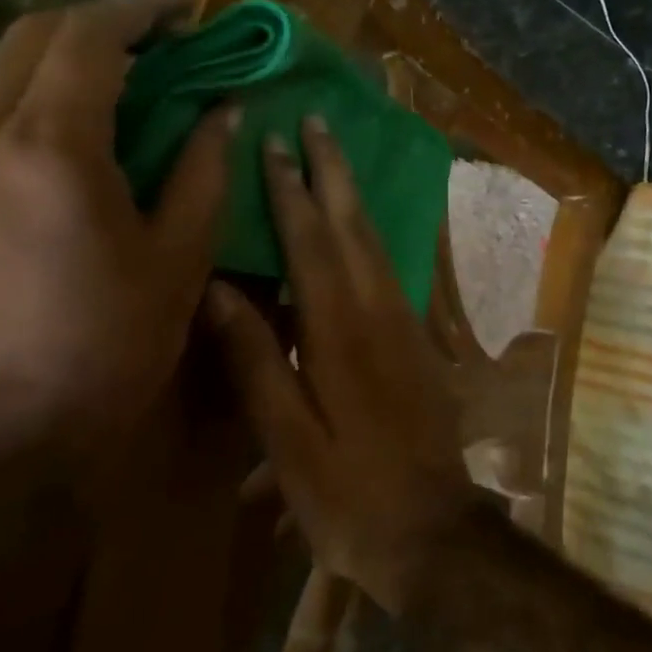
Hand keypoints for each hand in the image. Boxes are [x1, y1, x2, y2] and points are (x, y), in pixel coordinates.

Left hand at [0, 0, 237, 460]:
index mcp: (51, 148)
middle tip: (166, 34)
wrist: (12, 433)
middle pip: (35, 36)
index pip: (90, 38)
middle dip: (103, 20)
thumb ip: (205, 169)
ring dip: (71, 53)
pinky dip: (47, 90)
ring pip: (6, 68)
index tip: (189, 5)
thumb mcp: (181, 254)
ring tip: (137, 71)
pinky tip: (94, 120)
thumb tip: (223, 111)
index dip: (143, 8)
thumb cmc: (113, 342)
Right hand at [204, 117, 476, 613]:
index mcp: (339, 331)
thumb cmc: (349, 494)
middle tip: (320, 122)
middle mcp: (379, 312)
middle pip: (354, 225)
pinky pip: (390, 268)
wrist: (434, 529)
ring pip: (377, 241)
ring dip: (354, 195)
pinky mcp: (419, 340)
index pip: (311, 242)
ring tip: (336, 158)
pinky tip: (361, 228)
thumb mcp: (288, 440)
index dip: (291, 190)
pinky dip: (370, 234)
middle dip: (334, 172)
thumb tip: (217, 289)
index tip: (276, 143)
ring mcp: (406, 323)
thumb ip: (256, 361)